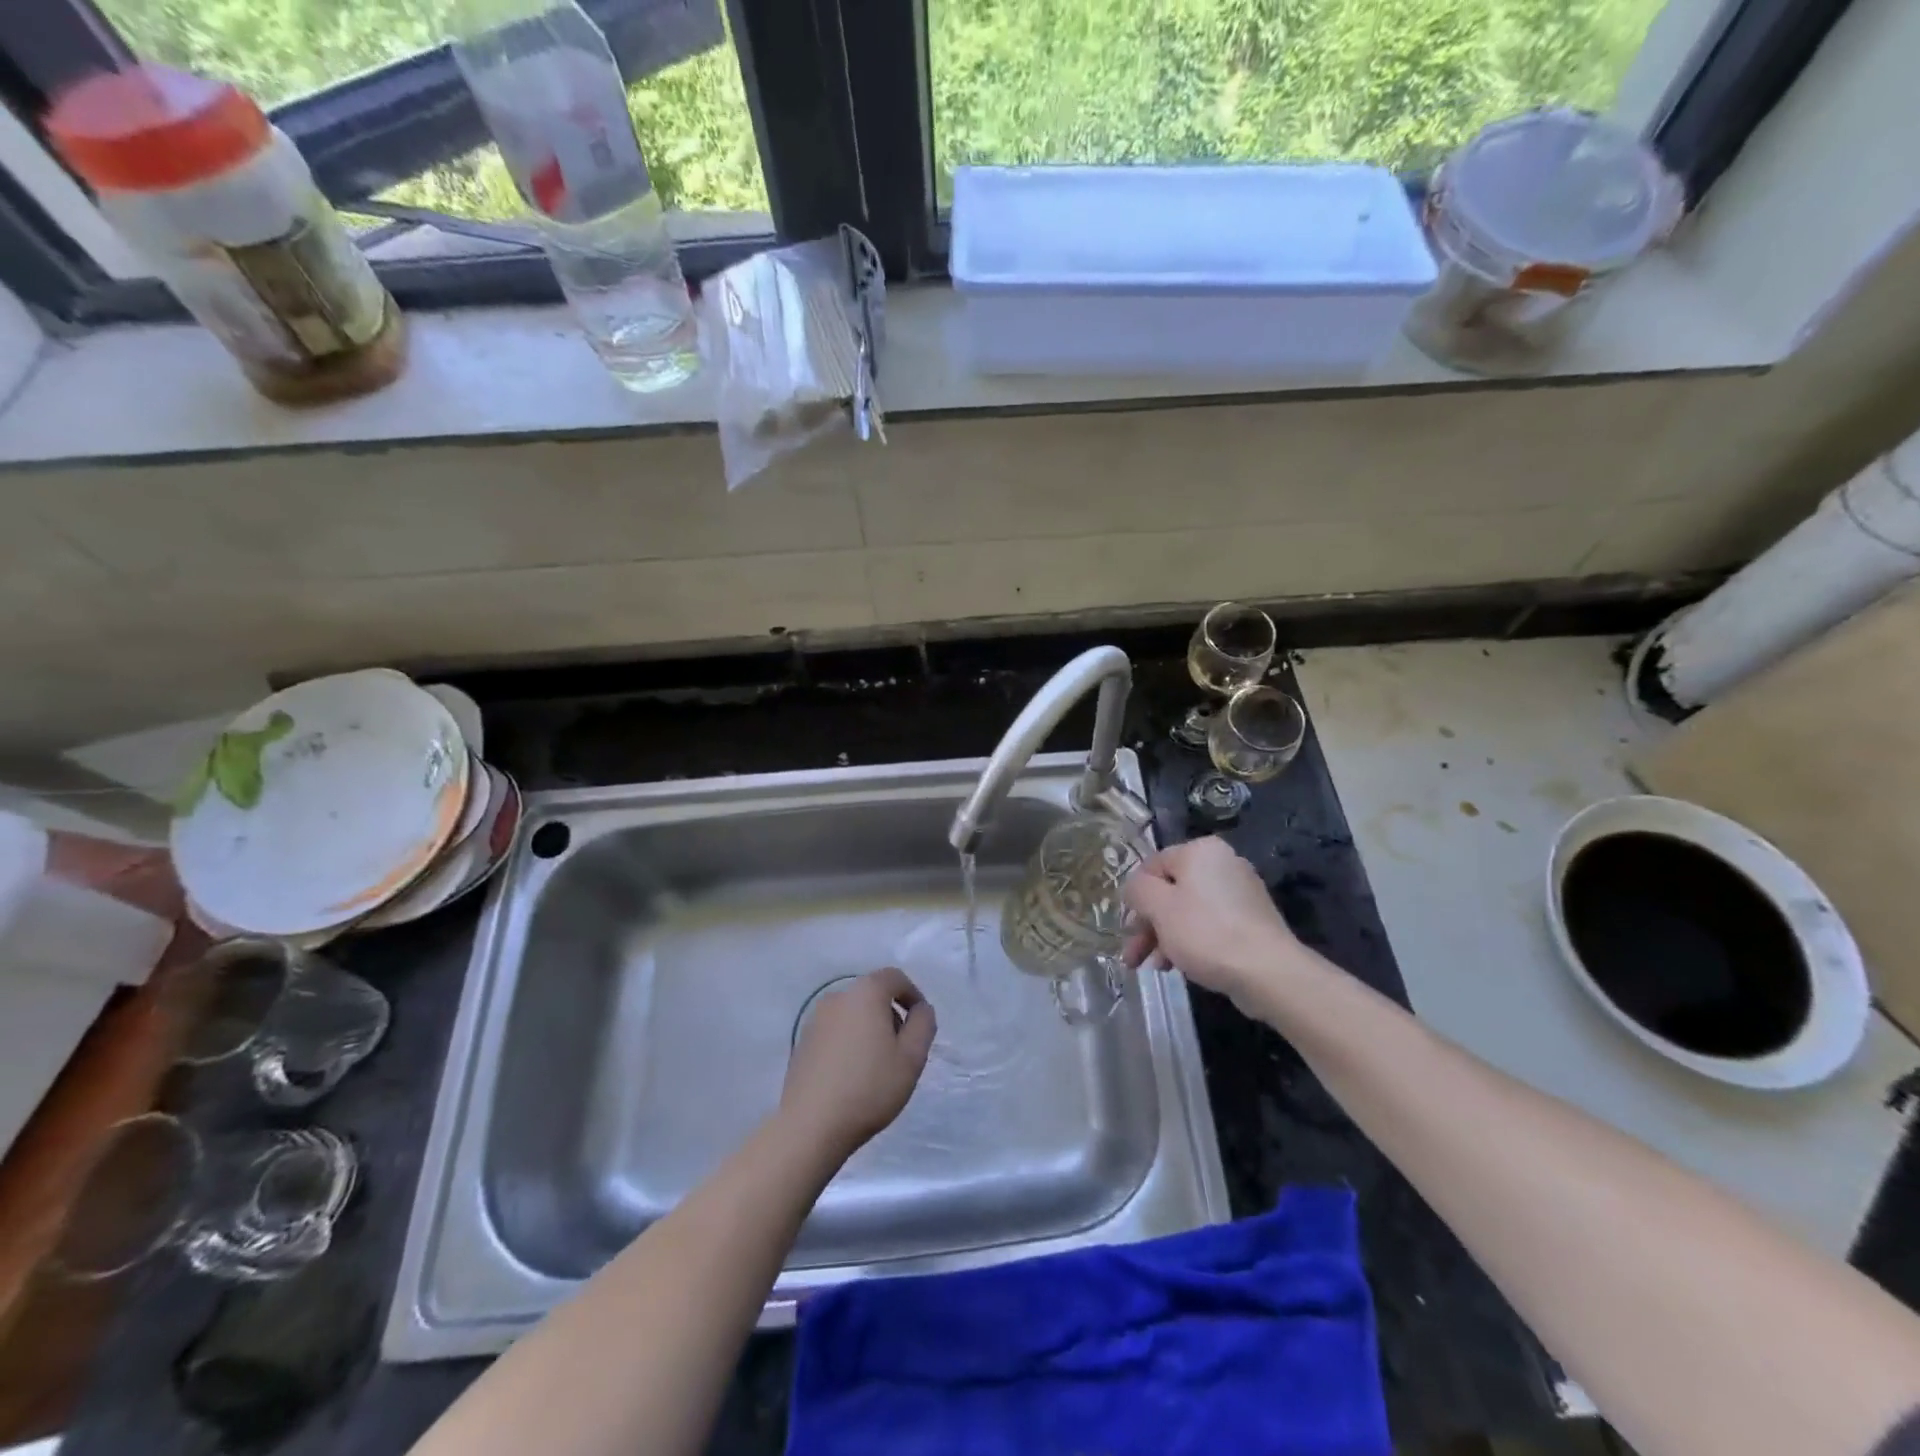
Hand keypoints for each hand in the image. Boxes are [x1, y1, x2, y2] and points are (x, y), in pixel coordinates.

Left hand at [780, 967, 935, 1158]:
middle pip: (872, 995)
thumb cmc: (869, 1088)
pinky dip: (849, 1043)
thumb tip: (921, 1009)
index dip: (912, 995)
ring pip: (853, 1014)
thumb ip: (923, 1025)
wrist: (810, 1125)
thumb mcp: (912, 1057)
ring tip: (877, 1067)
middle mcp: (837, 997)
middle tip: (901, 1051)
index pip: (894, 977)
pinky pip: (835, 1032)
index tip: (920, 1024)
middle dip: (891, 1015)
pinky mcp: (802, 1042)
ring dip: (869, 1030)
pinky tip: (851, 1076)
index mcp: (865, 993)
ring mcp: (815, 1019)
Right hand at [1124, 837, 1300, 1006]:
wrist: (1269, 973)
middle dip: (1147, 924)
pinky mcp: (1250, 921)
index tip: (1127, 929)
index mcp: (1200, 851)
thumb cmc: (1206, 932)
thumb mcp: (1159, 907)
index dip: (1134, 898)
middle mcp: (1222, 864)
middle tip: (1133, 955)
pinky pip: (1209, 925)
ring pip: (1187, 911)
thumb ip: (1137, 890)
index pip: (1152, 866)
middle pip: (1170, 891)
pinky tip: (1177, 967)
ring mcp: (1240, 893)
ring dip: (1164, 937)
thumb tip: (1136, 889)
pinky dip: (1190, 942)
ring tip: (1152, 968)